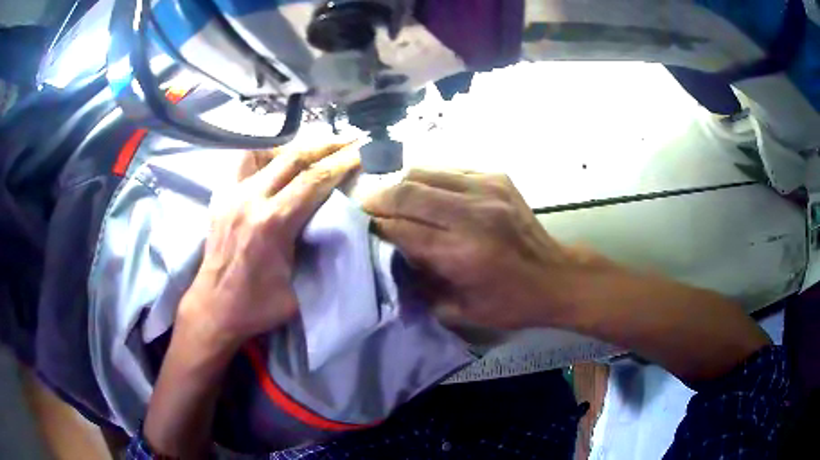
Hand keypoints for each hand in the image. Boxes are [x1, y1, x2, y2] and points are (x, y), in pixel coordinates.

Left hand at [178, 142, 359, 350]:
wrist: (214, 308)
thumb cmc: (257, 305)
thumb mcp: (299, 289)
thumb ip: (316, 256)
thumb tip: (337, 228)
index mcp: (272, 224)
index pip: (314, 181)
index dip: (341, 164)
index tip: (361, 152)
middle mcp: (250, 200)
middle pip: (293, 158)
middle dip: (326, 146)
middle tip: (348, 140)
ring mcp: (231, 194)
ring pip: (266, 153)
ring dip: (294, 147)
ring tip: (313, 149)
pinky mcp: (220, 197)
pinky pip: (243, 162)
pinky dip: (264, 155)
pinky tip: (275, 161)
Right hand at [364, 169, 578, 328]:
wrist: (555, 276)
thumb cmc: (509, 302)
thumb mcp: (460, 311)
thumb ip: (419, 287)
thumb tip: (390, 260)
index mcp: (462, 254)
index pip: (401, 229)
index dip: (376, 227)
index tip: (362, 228)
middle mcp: (472, 215)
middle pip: (407, 193)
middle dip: (378, 199)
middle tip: (366, 207)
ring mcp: (486, 190)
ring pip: (424, 172)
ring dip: (401, 186)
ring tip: (394, 199)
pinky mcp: (497, 178)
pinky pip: (448, 170)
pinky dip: (429, 181)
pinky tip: (428, 195)